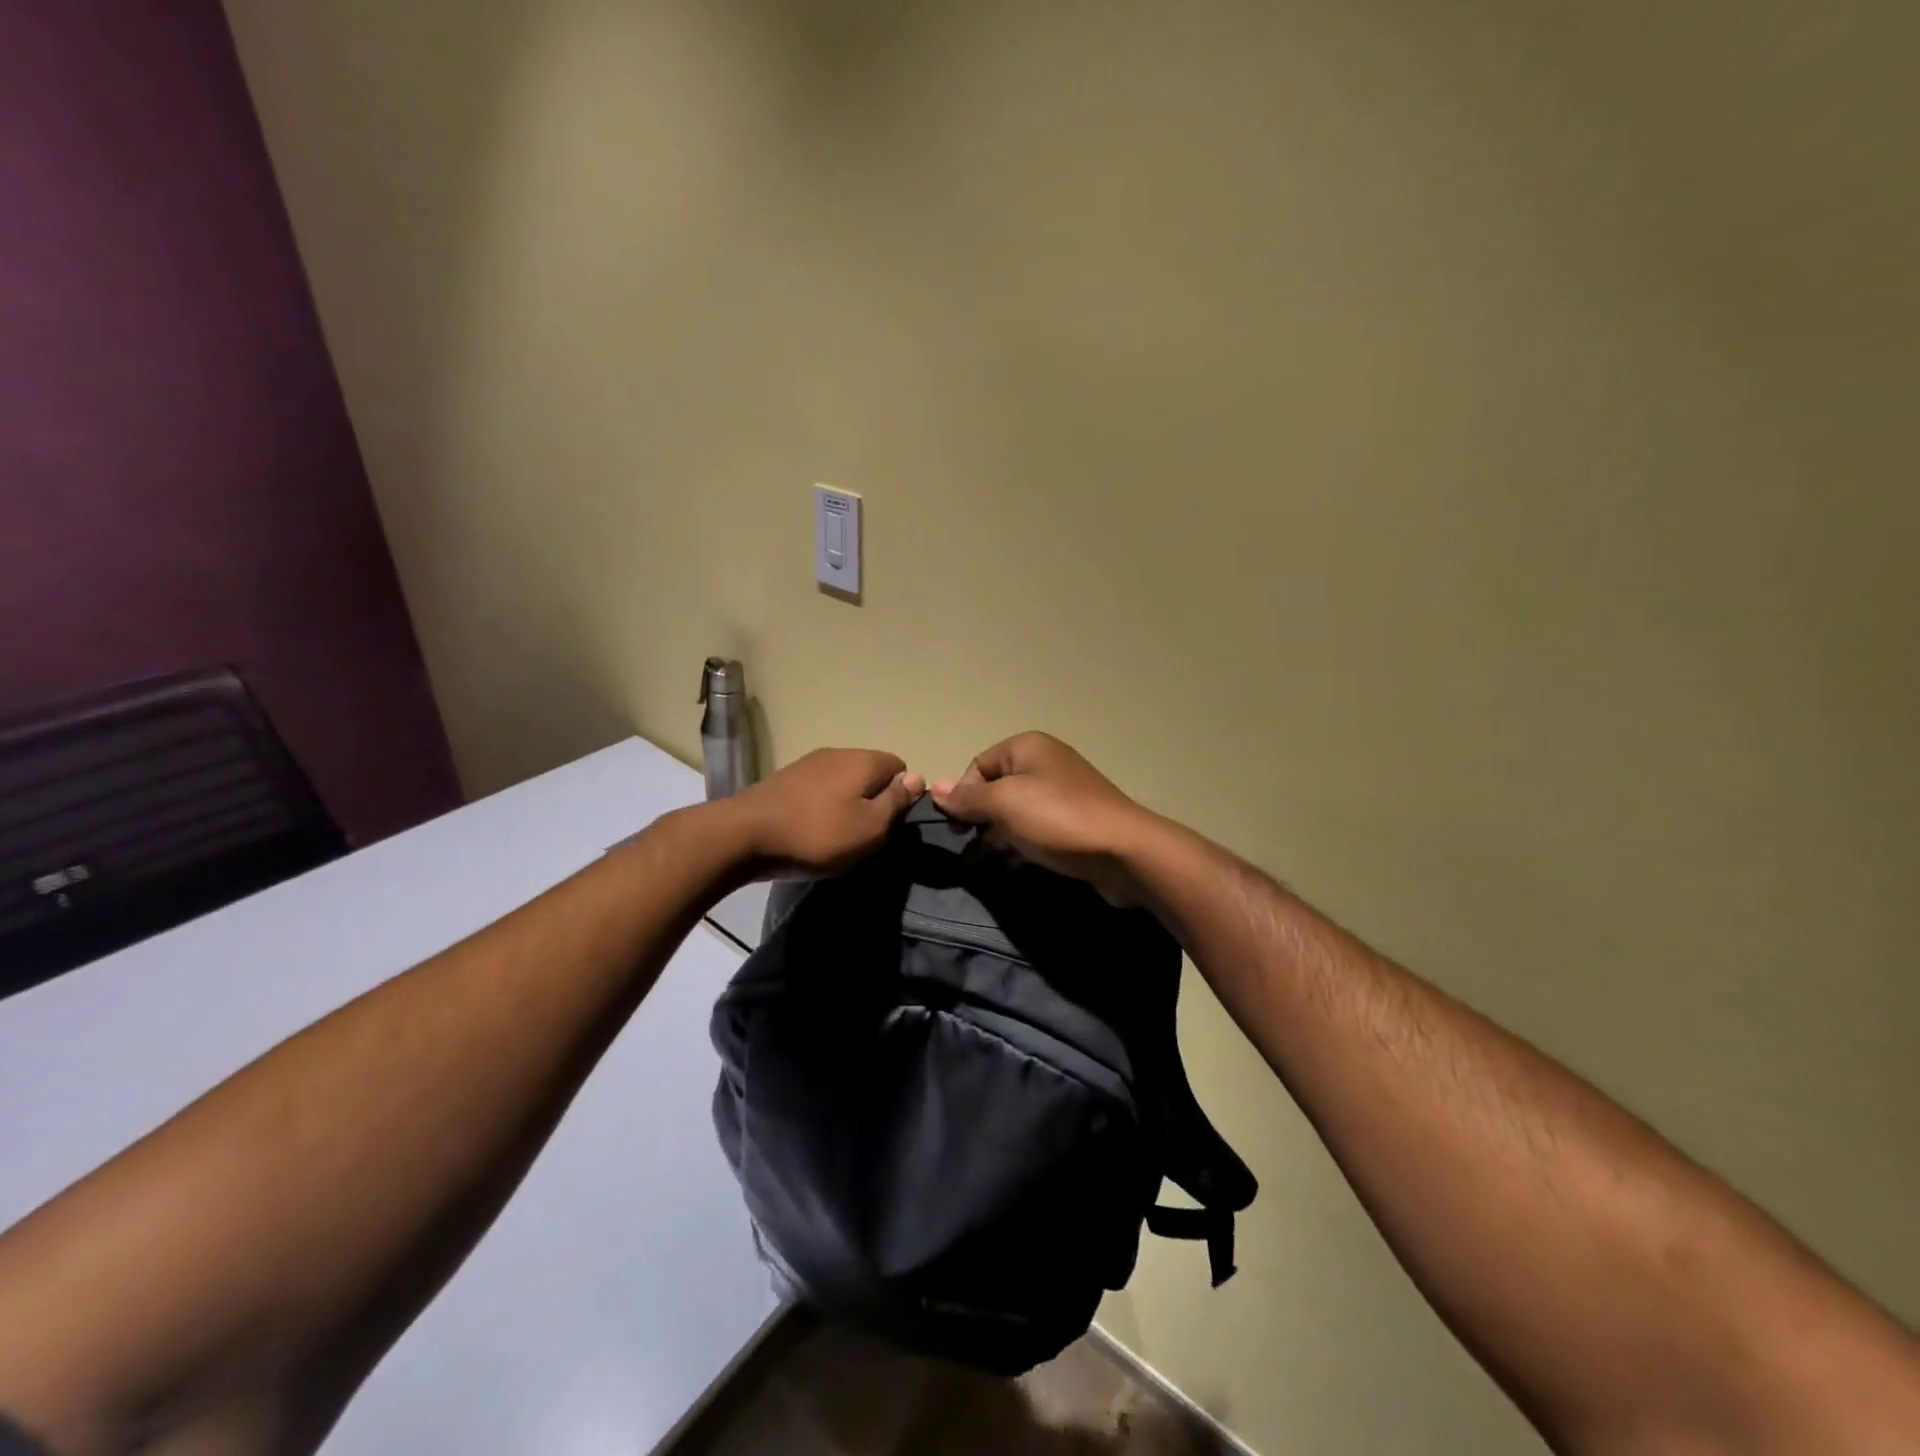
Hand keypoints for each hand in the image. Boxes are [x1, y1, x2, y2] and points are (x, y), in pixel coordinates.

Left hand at [727, 748, 923, 878]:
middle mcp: (837, 753)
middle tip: (867, 834)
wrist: (743, 835)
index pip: (899, 766)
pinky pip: (818, 790)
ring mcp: (808, 764)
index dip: (902, 794)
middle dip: (874, 799)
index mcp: (863, 760)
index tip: (892, 824)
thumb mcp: (869, 827)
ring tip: (838, 836)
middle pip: (869, 772)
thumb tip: (917, 777)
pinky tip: (812, 830)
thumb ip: (895, 801)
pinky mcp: (785, 779)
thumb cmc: (817, 834)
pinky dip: (822, 807)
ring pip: (842, 781)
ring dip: (846, 804)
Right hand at [931, 732, 1161, 904]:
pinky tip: (1017, 866)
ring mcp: (1063, 793)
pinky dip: (1023, 845)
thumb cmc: (1057, 819)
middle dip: (980, 819)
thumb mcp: (1004, 804)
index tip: (958, 828)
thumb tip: (934, 788)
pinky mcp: (1075, 822)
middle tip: (972, 847)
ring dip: (999, 836)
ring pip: (1016, 813)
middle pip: (996, 789)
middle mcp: (1046, 763)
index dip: (963, 795)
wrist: (1124, 852)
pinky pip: (1037, 830)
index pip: (978, 765)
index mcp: (1027, 747)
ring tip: (993, 861)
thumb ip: (967, 798)